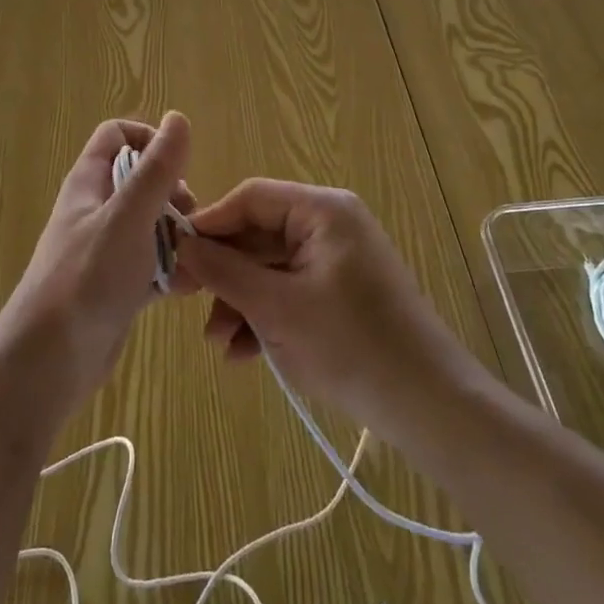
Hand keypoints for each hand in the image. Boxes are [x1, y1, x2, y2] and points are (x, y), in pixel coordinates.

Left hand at [0, 113, 193, 423]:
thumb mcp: (128, 217)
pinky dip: (171, 271)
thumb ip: (156, 169)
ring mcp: (105, 250)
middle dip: (174, 194)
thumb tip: (177, 117)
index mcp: (88, 183)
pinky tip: (189, 286)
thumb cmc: (87, 278)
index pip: (117, 136)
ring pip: (151, 225)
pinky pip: (151, 266)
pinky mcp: (116, 286)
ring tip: (197, 256)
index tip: (177, 166)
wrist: (49, 362)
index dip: (148, 139)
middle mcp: (96, 211)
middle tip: (191, 219)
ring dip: (178, 235)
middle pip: (141, 181)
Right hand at [177, 180, 477, 441]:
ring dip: (240, 302)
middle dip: (224, 274)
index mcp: (322, 210)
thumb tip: (181, 244)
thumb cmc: (350, 344)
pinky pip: (290, 291)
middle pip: (259, 235)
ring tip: (219, 343)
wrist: (428, 405)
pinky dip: (266, 316)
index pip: (251, 198)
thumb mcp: (276, 307)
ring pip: (270, 268)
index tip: (175, 257)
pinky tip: (244, 354)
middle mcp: (330, 224)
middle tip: (185, 302)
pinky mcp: (340, 293)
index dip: (210, 224)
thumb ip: (225, 271)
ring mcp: (337, 260)